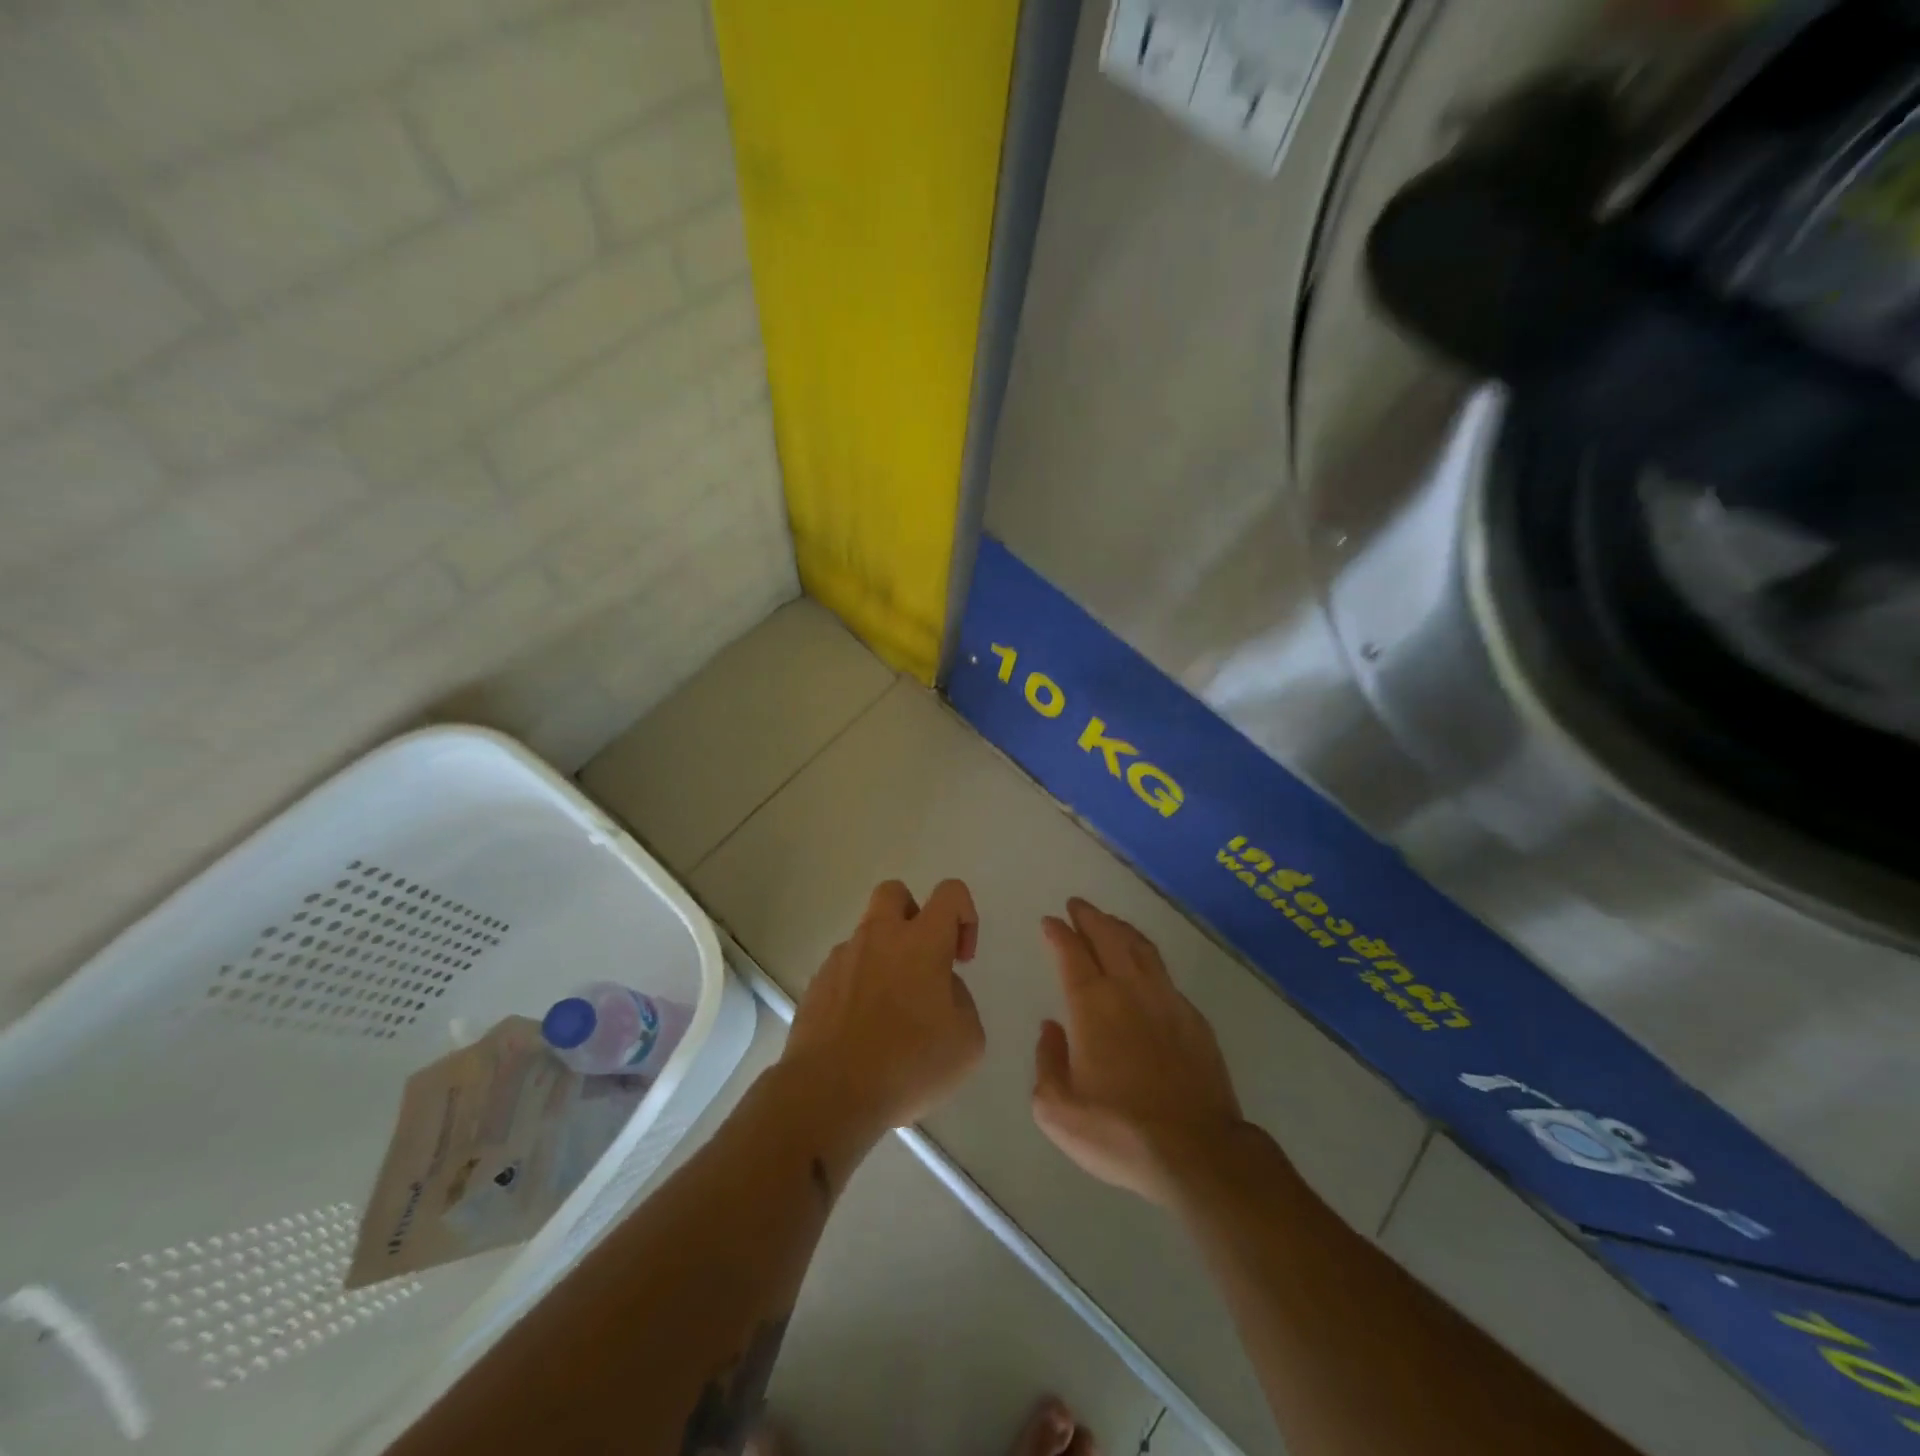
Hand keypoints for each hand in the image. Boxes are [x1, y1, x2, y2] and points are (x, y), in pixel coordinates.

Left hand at [782, 879, 985, 1135]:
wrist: (829, 1093)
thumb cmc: (908, 1064)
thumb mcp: (967, 1042)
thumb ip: (961, 1001)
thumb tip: (940, 989)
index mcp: (921, 941)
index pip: (950, 892)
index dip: (965, 915)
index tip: (961, 959)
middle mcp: (879, 937)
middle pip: (895, 892)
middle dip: (914, 915)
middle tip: (923, 961)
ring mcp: (841, 958)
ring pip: (867, 935)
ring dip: (884, 957)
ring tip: (892, 1012)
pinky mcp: (816, 985)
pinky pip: (844, 970)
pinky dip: (859, 986)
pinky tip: (864, 1030)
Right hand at [1032, 899, 1244, 1205]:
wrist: (1197, 1152)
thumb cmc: (1119, 1132)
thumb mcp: (1057, 1109)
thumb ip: (1047, 1061)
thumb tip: (1051, 1028)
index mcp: (1092, 1005)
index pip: (1071, 953)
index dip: (1059, 933)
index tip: (1050, 922)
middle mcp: (1129, 990)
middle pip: (1108, 937)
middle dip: (1090, 917)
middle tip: (1077, 905)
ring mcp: (1167, 1001)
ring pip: (1141, 948)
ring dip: (1121, 929)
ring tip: (1110, 922)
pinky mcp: (1194, 1019)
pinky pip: (1165, 974)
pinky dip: (1147, 958)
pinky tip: (1145, 967)